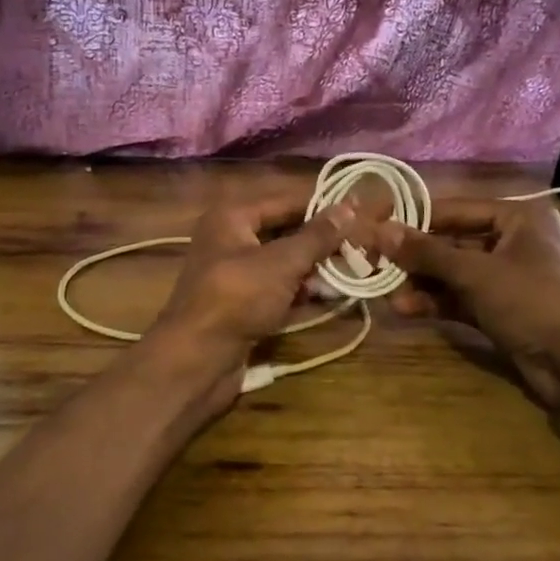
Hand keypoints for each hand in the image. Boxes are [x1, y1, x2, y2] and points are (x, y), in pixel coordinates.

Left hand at [146, 194, 372, 399]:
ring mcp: (236, 273)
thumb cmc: (237, 298)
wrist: (196, 360)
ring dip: (316, 267)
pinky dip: (302, 290)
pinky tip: (333, 295)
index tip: (360, 210)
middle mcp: (231, 238)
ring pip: (284, 262)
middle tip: (363, 244)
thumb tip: (349, 206)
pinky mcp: (242, 304)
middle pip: (285, 231)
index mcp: (233, 216)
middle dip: (322, 240)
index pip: (286, 200)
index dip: (322, 205)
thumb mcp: (281, 263)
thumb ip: (316, 236)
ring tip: (356, 269)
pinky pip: (278, 288)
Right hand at [373, 199, 559, 413]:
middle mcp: (513, 242)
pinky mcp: (504, 311)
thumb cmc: (534, 300)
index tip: (376, 227)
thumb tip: (380, 230)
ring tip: (387, 293)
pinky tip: (406, 310)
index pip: (454, 209)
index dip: (414, 219)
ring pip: (455, 274)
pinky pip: (463, 299)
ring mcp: (509, 279)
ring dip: (422, 283)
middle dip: (416, 257)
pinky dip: (438, 303)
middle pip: (452, 242)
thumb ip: (426, 252)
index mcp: (517, 218)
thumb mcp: (476, 273)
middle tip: (375, 263)